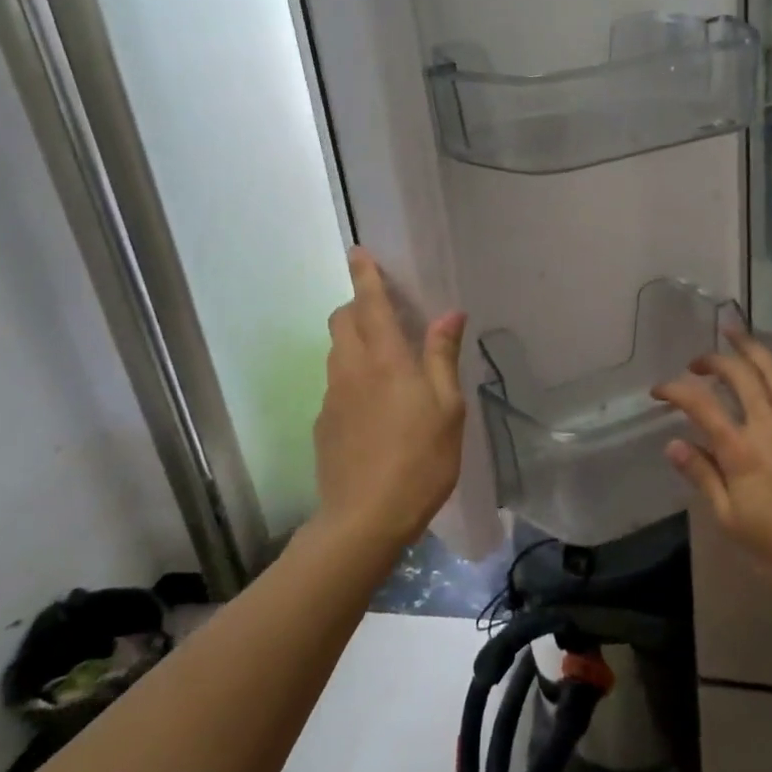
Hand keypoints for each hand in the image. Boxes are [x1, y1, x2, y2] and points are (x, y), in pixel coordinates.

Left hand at [312, 248, 467, 551]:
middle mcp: (351, 369)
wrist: (364, 519)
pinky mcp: (323, 424)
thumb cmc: (420, 459)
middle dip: (357, 306)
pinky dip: (352, 376)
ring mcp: (331, 397)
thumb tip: (448, 313)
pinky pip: (336, 384)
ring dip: (354, 341)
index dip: (365, 275)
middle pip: (342, 321)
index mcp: (385, 359)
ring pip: (336, 352)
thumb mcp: (447, 407)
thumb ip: (442, 356)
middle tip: (385, 314)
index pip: (370, 303)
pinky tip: (375, 408)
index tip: (358, 252)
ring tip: (385, 362)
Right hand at [653, 329, 771, 597]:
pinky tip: (771, 374)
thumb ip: (703, 476)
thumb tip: (673, 444)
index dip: (675, 389)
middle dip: (713, 359)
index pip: (700, 404)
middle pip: (738, 373)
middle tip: (697, 362)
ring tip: (734, 334)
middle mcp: (770, 425)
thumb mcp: (731, 519)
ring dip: (749, 347)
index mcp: (741, 451)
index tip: (660, 389)